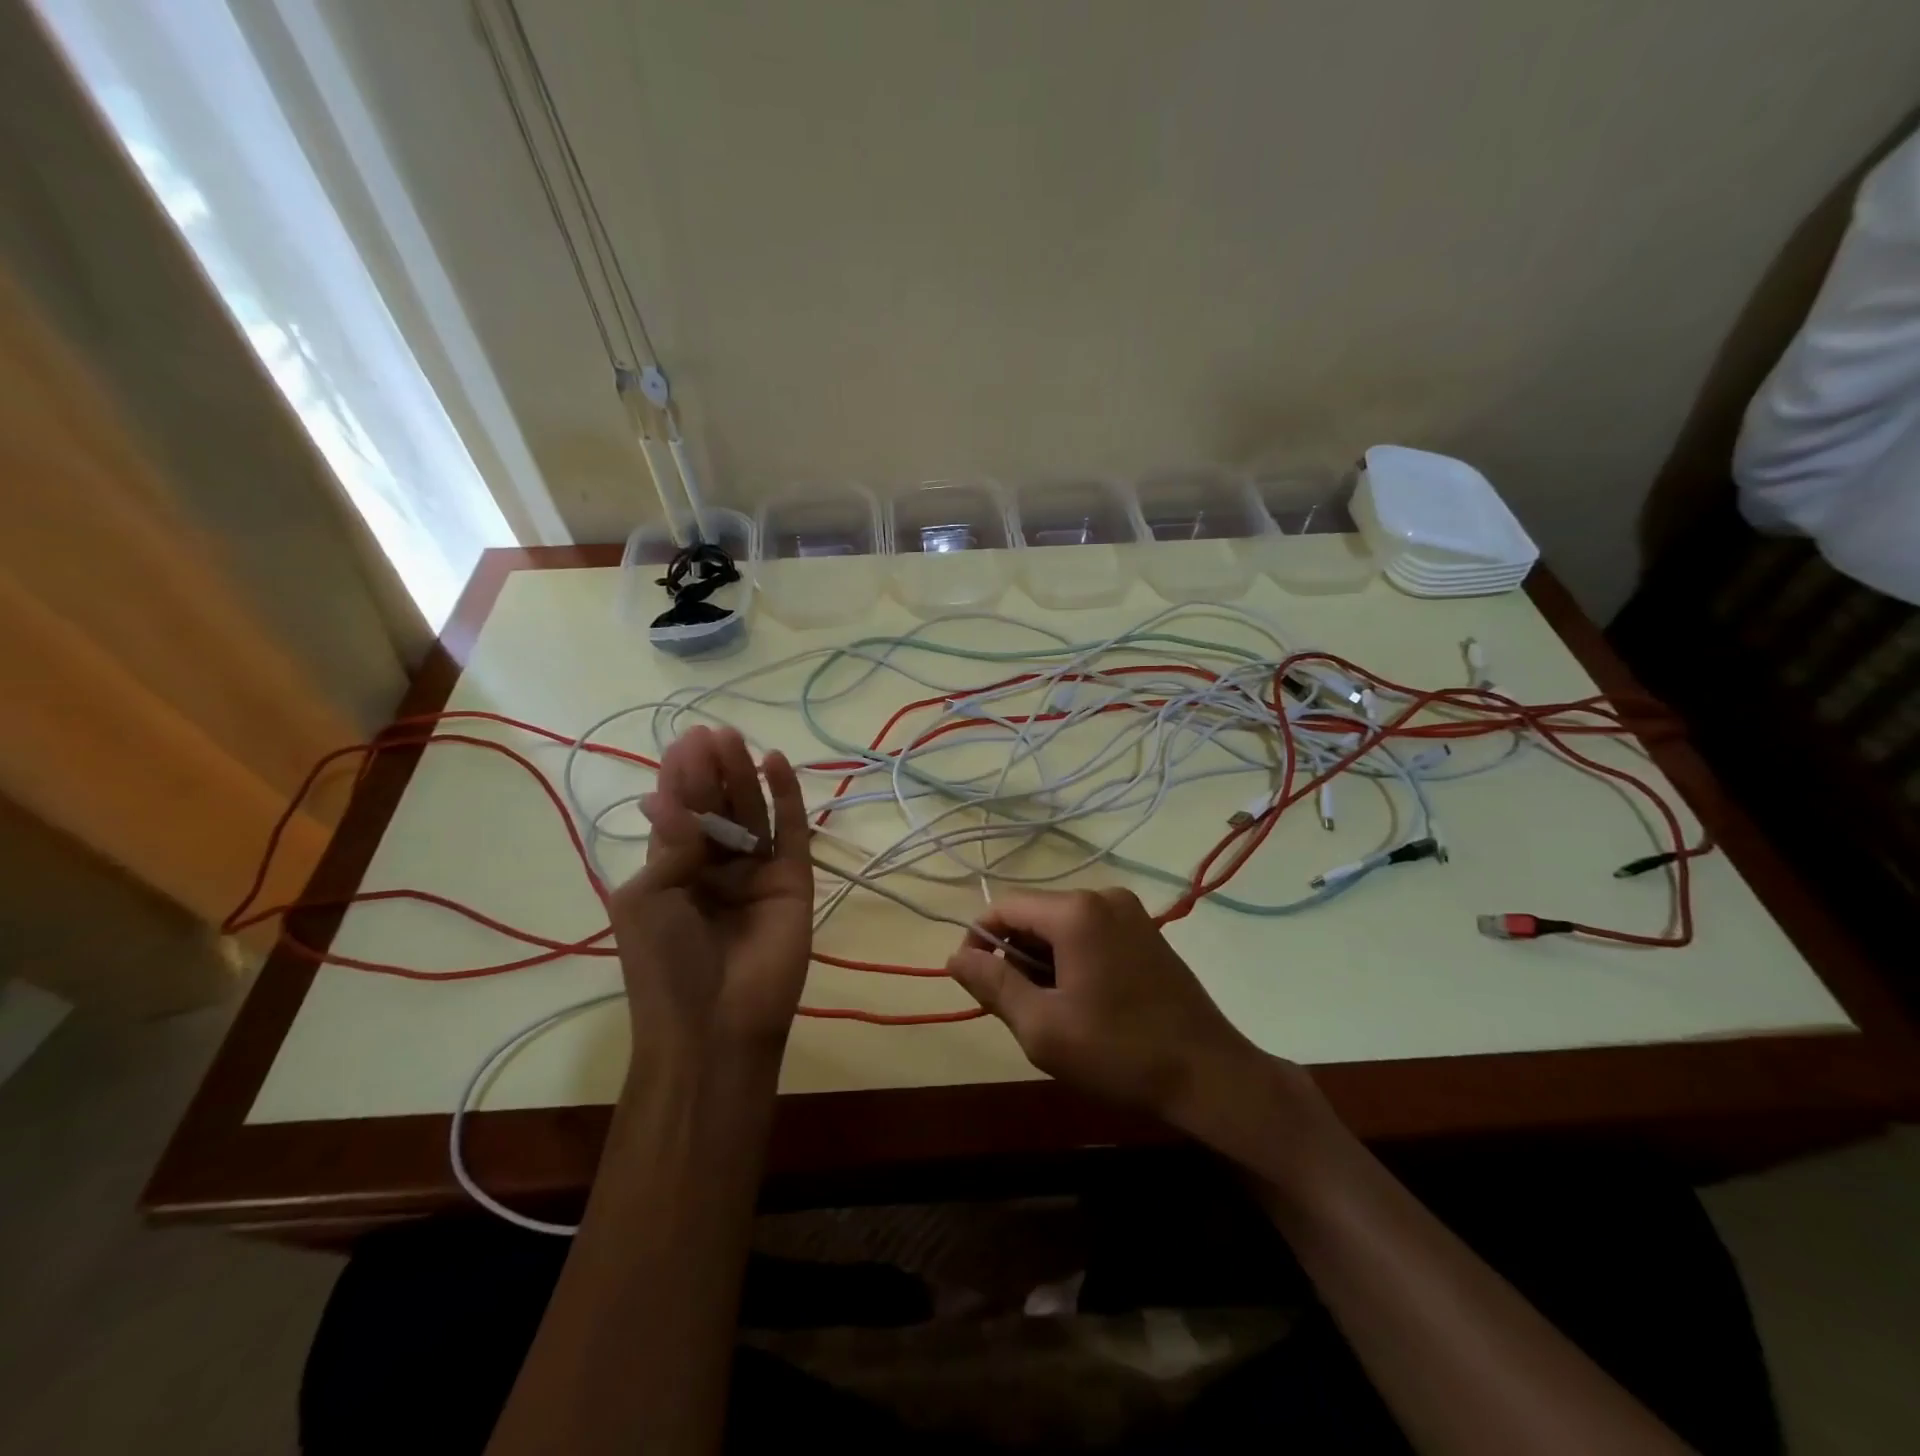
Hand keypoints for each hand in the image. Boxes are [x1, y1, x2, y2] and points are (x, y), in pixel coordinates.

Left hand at [612, 726, 813, 1067]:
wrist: (716, 1025)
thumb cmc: (665, 965)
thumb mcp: (647, 898)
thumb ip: (670, 843)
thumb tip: (669, 797)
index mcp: (674, 871)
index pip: (680, 812)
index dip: (681, 777)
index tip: (685, 742)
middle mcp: (716, 866)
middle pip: (718, 806)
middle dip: (712, 770)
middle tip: (713, 734)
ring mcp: (757, 872)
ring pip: (752, 813)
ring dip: (744, 776)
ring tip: (736, 740)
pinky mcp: (794, 879)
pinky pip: (791, 831)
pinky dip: (786, 797)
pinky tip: (776, 764)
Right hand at [945, 888, 1271, 1132]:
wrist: (1208, 1075)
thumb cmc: (1119, 1052)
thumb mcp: (1042, 1026)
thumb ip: (993, 985)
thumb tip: (955, 956)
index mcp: (1076, 911)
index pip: (1004, 907)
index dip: (979, 940)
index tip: (972, 982)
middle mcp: (1103, 896)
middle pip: (1034, 915)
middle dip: (1014, 955)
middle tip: (1015, 1008)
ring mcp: (1130, 912)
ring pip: (1061, 925)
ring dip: (1042, 960)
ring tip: (1050, 1010)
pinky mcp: (1146, 931)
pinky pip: (1090, 932)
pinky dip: (1072, 958)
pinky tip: (1081, 1000)